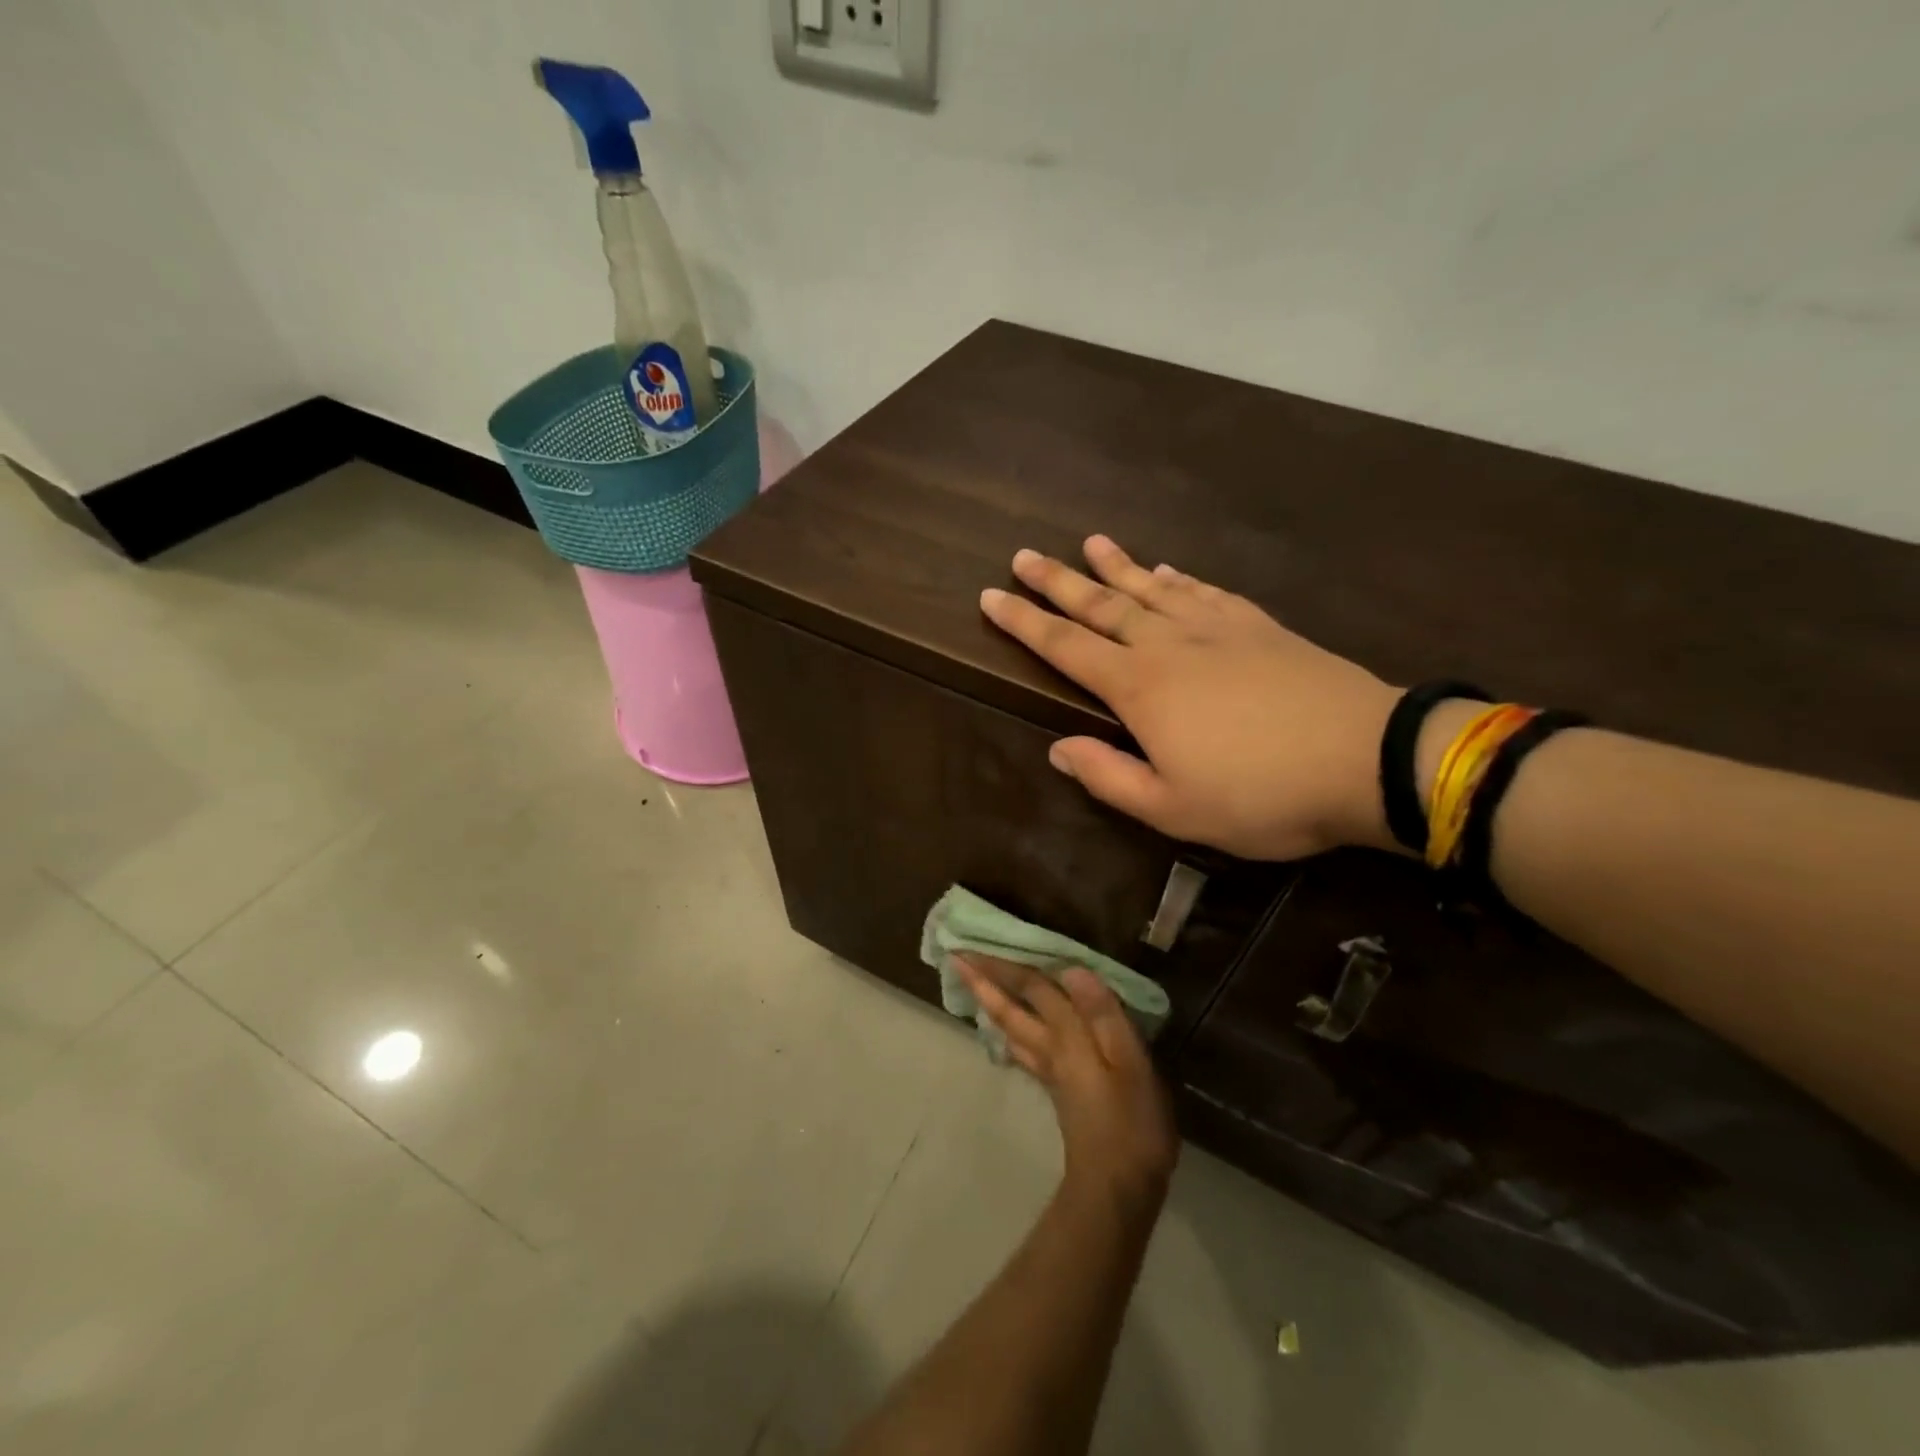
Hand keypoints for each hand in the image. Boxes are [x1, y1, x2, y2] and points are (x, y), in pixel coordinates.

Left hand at [956, 955, 1177, 1213]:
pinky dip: (1010, 1033)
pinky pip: (1023, 1049)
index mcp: (1068, 1036)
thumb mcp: (1131, 1062)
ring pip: (1011, 1029)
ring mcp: (1051, 1071)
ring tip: (974, 989)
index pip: (1031, 989)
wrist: (1118, 1188)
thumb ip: (1103, 1014)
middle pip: (1010, 1009)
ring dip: (990, 1004)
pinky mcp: (1058, 1090)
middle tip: (955, 959)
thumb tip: (1073, 968)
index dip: (1005, 964)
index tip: (972, 945)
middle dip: (984, 982)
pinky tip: (1010, 1034)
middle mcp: (1051, 1048)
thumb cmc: (1132, 1121)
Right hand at [980, 536, 1399, 859]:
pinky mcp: (1259, 626)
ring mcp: (1217, 629)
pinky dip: (1177, 579)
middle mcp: (1169, 645)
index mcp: (1140, 689)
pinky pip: (1204, 592)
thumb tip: (1058, 749)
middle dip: (1057, 581)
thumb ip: (1108, 777)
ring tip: (1088, 542)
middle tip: (1023, 555)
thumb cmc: (1261, 795)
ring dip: (1115, 567)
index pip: (1066, 647)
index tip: (990, 596)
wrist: (1366, 759)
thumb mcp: (1173, 809)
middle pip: (1101, 605)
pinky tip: (1166, 570)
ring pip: (1150, 589)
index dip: (1024, 623)